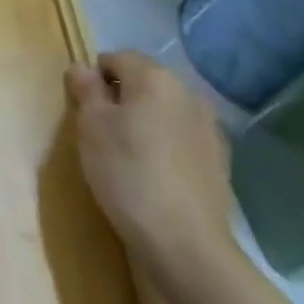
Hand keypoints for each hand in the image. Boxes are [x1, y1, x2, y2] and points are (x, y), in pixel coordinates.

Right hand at [68, 50, 236, 270]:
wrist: (185, 244)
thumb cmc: (127, 174)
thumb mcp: (91, 127)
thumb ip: (86, 90)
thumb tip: (82, 67)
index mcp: (155, 78)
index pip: (116, 58)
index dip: (94, 79)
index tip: (84, 110)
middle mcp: (188, 93)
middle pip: (144, 82)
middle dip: (121, 99)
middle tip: (100, 132)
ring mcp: (210, 128)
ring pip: (165, 111)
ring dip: (146, 122)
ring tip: (128, 156)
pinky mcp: (221, 161)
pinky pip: (182, 139)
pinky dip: (166, 146)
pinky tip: (155, 175)